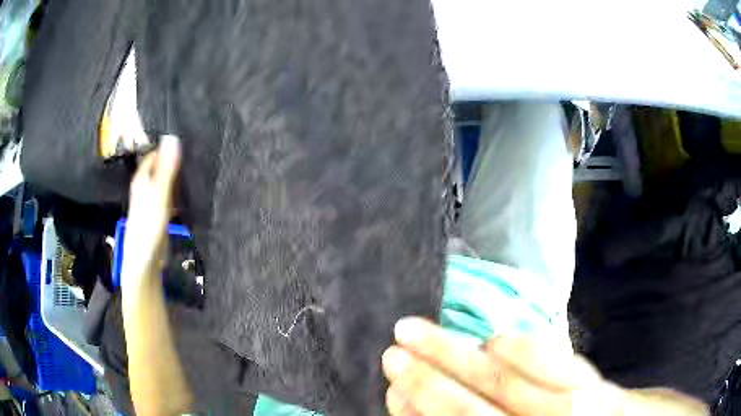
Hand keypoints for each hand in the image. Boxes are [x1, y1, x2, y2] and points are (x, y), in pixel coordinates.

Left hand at [122, 135, 180, 290]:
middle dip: (174, 161)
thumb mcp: (159, 194)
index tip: (186, 141)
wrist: (145, 260)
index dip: (167, 147)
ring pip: (165, 182)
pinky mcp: (159, 215)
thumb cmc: (148, 225)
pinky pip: (169, 197)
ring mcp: (152, 202)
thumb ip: (166, 168)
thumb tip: (173, 137)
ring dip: (177, 178)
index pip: (154, 154)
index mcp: (141, 179)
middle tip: (194, 154)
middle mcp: (145, 188)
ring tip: (195, 170)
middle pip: (160, 168)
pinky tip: (189, 195)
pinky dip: (178, 193)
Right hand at [382, 318, 706, 415]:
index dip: (420, 410)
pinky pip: (555, 363)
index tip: (391, 388)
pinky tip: (494, 339)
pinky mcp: (594, 386)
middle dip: (427, 378)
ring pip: (506, 380)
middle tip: (392, 348)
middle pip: (474, 404)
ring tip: (420, 331)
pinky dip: (522, 349)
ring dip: (459, 356)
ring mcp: (571, 407)